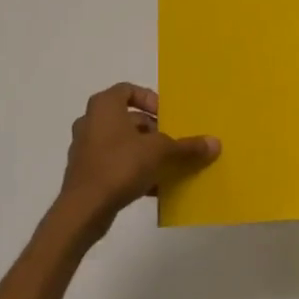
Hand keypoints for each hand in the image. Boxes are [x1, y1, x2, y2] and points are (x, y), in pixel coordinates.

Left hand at [50, 84, 219, 244]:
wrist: (84, 209)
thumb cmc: (120, 166)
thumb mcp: (160, 153)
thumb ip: (187, 147)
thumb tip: (215, 143)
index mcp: (104, 106)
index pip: (128, 90)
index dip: (149, 99)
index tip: (166, 117)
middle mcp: (91, 121)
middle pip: (128, 118)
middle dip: (153, 131)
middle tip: (171, 144)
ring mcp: (85, 148)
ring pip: (122, 143)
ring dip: (144, 152)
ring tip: (167, 166)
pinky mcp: (85, 173)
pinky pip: (114, 164)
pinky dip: (133, 170)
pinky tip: (153, 187)